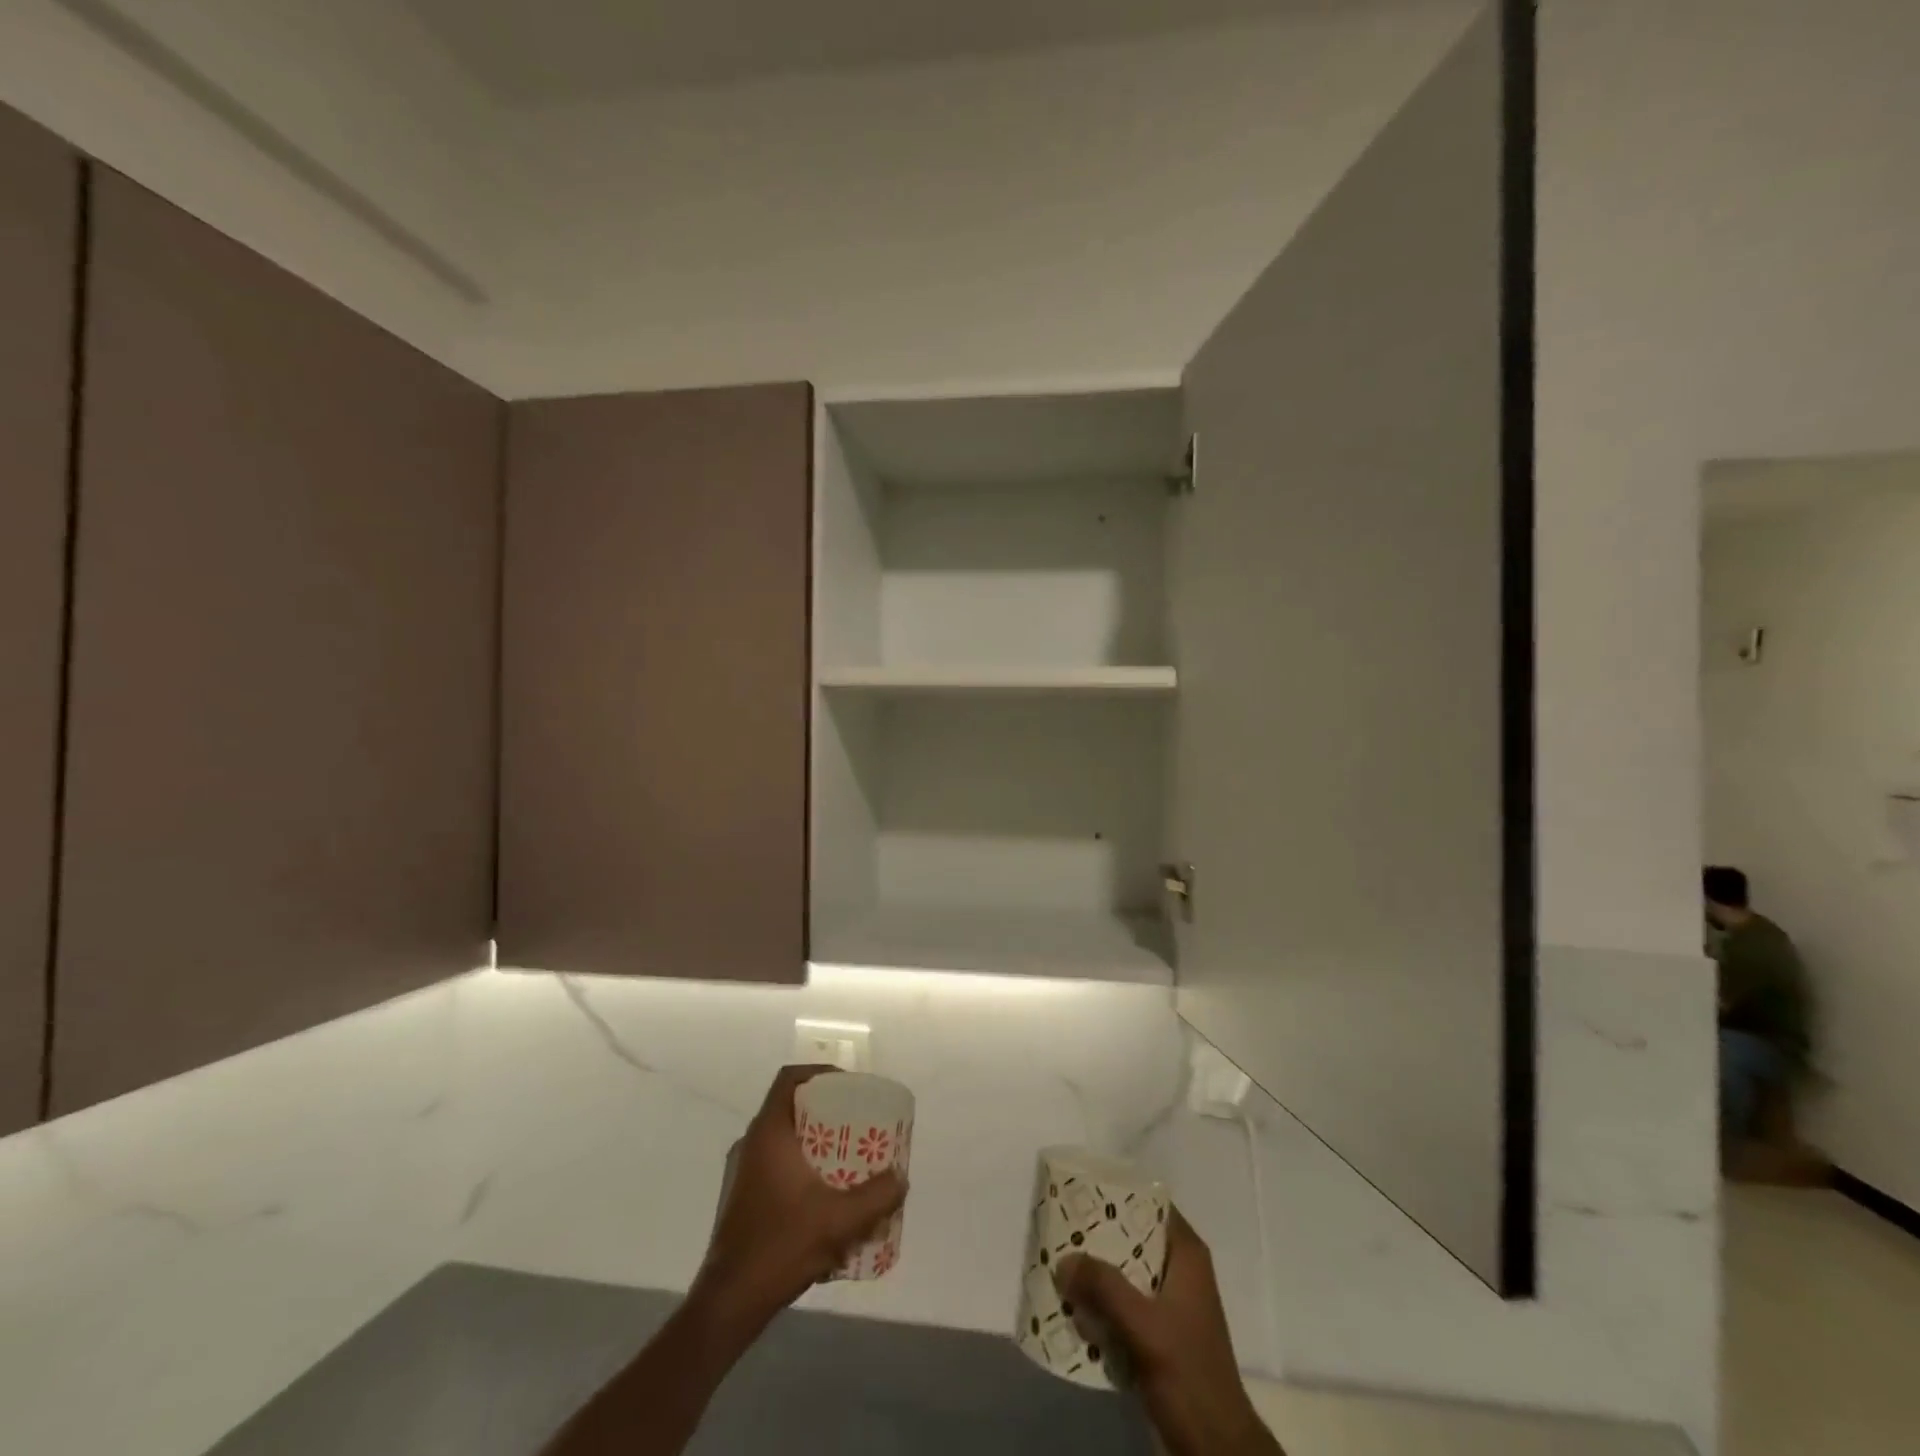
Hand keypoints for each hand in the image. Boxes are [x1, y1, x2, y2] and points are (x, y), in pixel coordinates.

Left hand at [696, 1065, 906, 1328]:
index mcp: (768, 1133)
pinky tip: (824, 1199)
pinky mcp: (741, 1198)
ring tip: (847, 1161)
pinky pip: (776, 1165)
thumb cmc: (780, 1247)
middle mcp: (751, 1144)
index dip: (820, 1074)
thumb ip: (875, 1197)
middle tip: (857, 1124)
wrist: (728, 1304)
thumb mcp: (838, 1220)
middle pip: (790, 1107)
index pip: (789, 1079)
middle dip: (826, 1112)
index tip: (848, 1087)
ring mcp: (742, 1172)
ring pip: (783, 1139)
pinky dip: (801, 1168)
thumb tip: (901, 1179)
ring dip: (814, 1143)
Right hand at [1057, 1207, 1280, 1455]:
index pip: (1149, 1202)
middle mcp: (1179, 1269)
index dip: (1116, 1193)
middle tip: (1059, 1229)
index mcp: (1186, 1254)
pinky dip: (1102, 1303)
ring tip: (1059, 1265)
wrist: (1216, 1448)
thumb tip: (1063, 1259)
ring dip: (1096, 1273)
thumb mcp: (1144, 1326)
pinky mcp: (1160, 1332)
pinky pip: (1124, 1303)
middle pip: (1131, 1237)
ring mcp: (1170, 1302)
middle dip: (1097, 1237)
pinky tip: (1074, 1307)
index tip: (1080, 1189)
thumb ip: (1104, 1288)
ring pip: (1125, 1271)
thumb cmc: (1188, 1374)